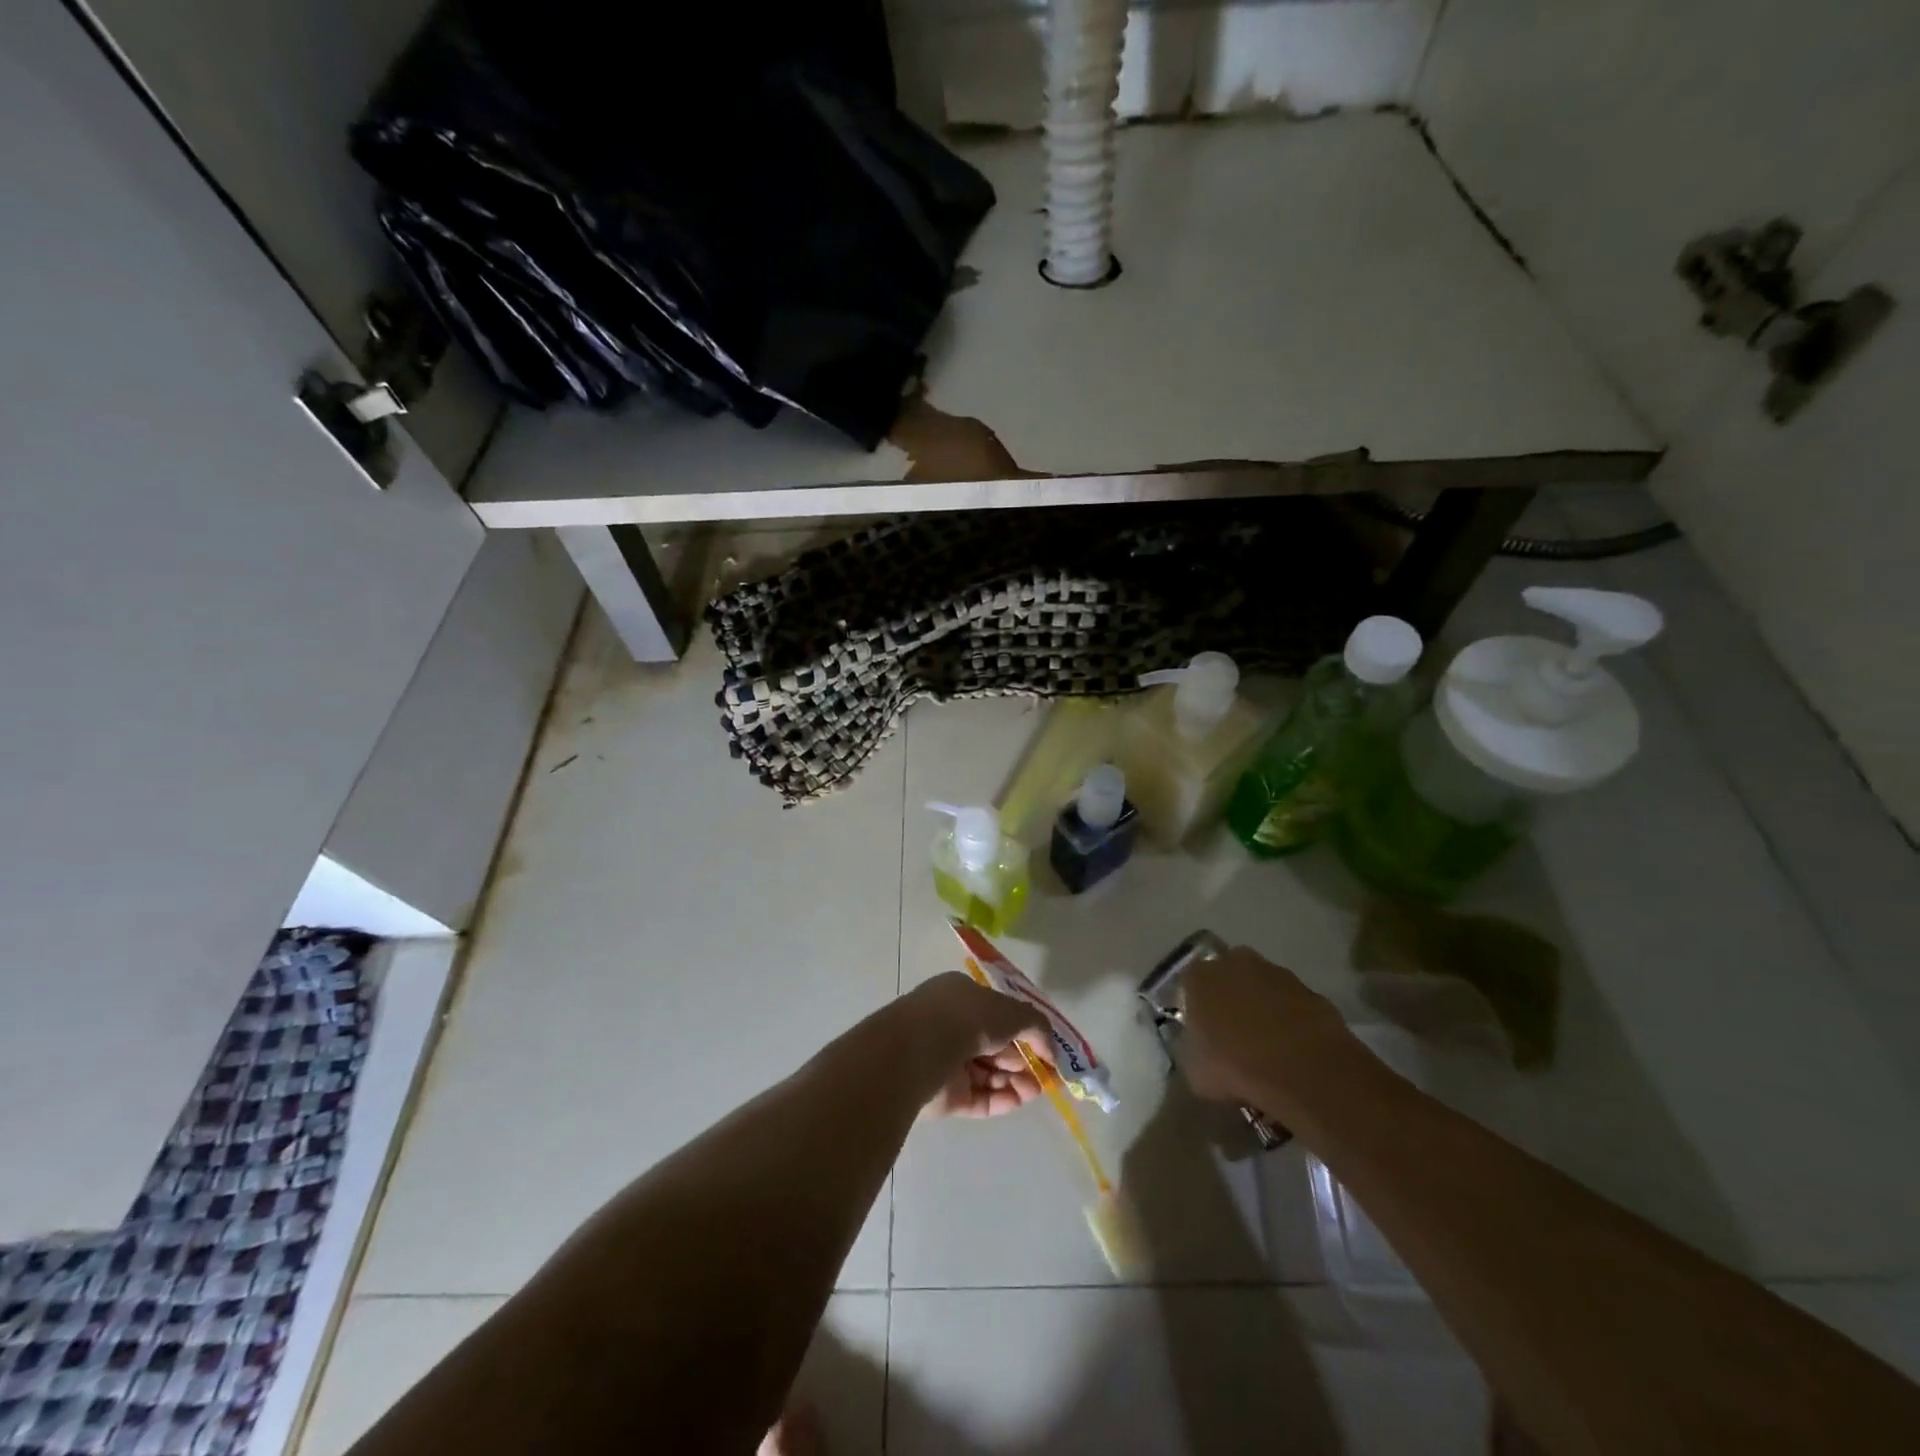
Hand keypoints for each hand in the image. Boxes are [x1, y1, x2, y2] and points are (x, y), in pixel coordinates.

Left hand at [906, 972, 1049, 1119]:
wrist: (921, 1051)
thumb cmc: (967, 1018)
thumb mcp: (1011, 1010)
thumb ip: (1036, 1026)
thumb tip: (1050, 1049)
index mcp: (960, 996)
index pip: (996, 1012)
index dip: (1022, 1028)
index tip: (1044, 1046)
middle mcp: (950, 1025)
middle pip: (994, 1045)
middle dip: (1022, 1059)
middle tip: (1046, 1073)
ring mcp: (945, 1062)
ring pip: (988, 1073)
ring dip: (1015, 1081)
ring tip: (1036, 1090)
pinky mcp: (943, 1097)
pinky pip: (978, 1098)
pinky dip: (1000, 1099)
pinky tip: (1020, 1100)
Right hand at [1178, 946, 1354, 1110]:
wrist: (1303, 1070)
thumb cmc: (1236, 1067)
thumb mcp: (1196, 1071)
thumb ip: (1194, 1053)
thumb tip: (1201, 1054)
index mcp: (1199, 977)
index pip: (1188, 982)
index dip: (1194, 1006)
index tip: (1200, 1030)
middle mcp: (1234, 963)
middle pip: (1226, 976)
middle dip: (1229, 998)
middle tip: (1232, 1032)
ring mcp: (1275, 973)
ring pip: (1261, 986)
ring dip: (1262, 1006)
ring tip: (1267, 1044)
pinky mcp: (1309, 990)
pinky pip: (1291, 1002)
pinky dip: (1290, 1018)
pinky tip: (1294, 1048)